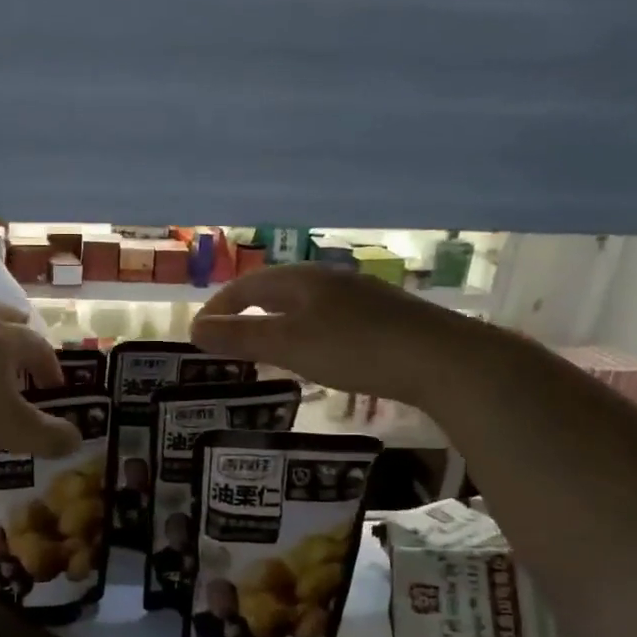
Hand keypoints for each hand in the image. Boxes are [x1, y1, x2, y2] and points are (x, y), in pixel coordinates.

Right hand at [191, 264, 442, 398]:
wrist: (441, 358)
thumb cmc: (354, 348)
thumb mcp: (289, 344)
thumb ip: (241, 337)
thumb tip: (194, 329)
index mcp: (301, 278)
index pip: (246, 286)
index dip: (218, 308)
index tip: (198, 334)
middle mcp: (328, 278)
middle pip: (275, 289)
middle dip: (246, 312)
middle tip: (226, 339)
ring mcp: (359, 295)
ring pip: (303, 303)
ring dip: (276, 322)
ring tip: (264, 347)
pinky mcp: (382, 316)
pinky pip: (328, 317)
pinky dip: (305, 331)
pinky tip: (315, 353)